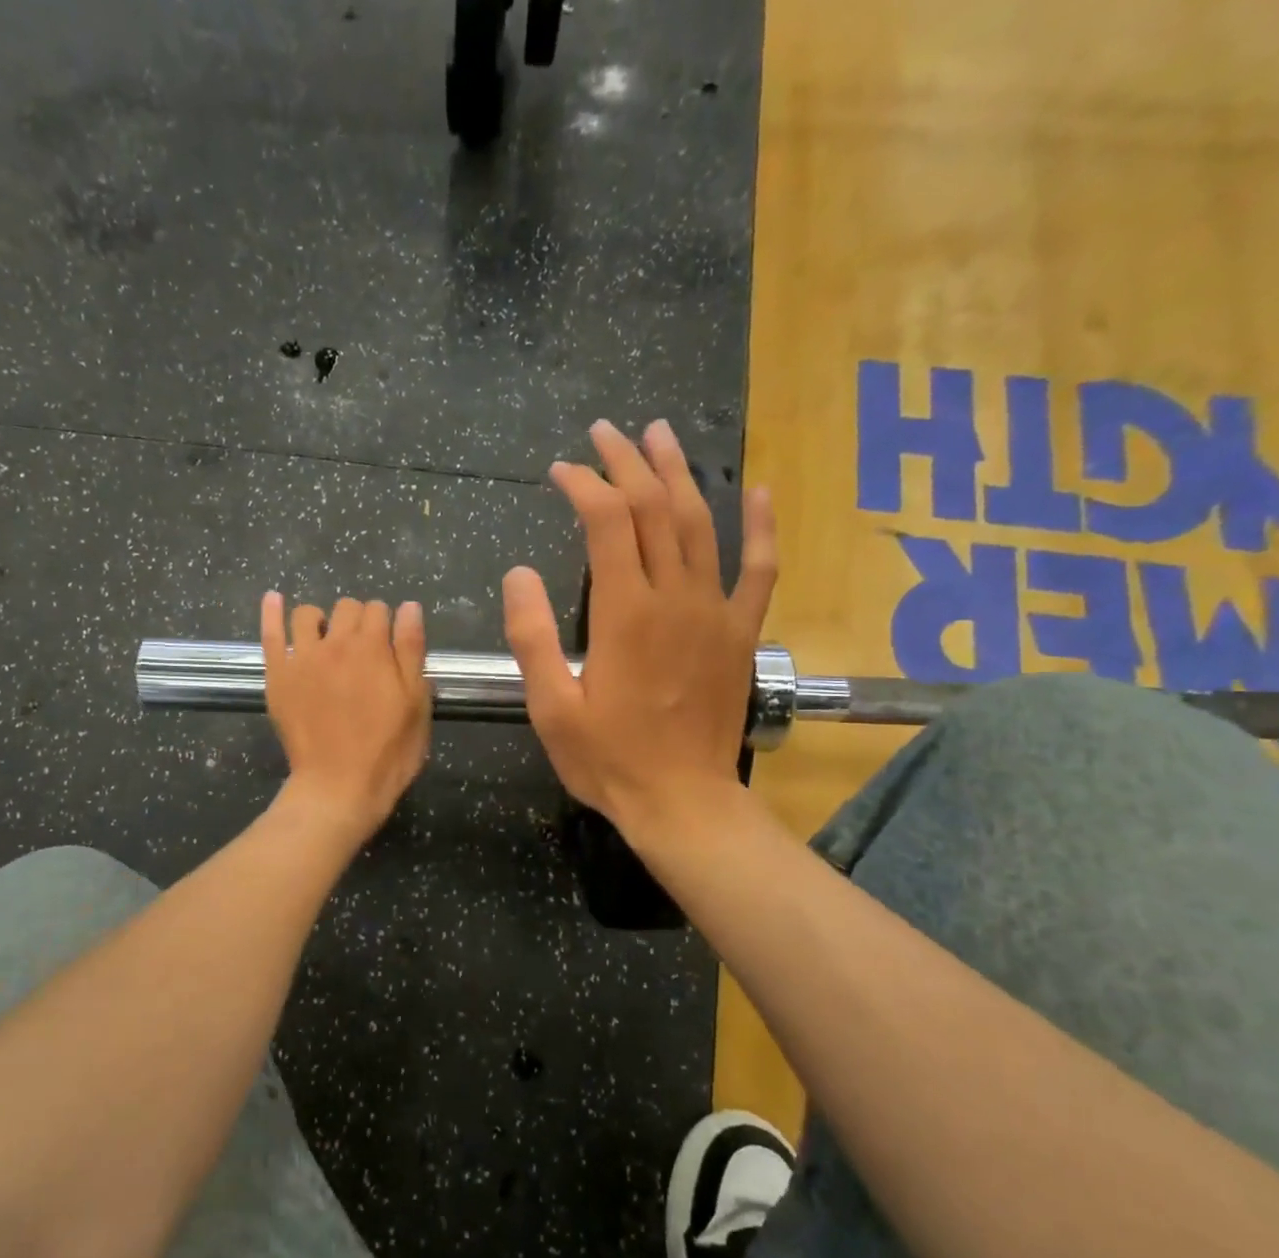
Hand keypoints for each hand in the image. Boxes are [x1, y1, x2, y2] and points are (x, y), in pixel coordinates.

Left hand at [261, 593, 431, 842]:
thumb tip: (408, 607)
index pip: (380, 610)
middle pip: (347, 608)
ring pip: (308, 614)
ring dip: (322, 620)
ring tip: (326, 640)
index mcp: (374, 647)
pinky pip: (271, 633)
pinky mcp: (278, 675)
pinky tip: (274, 599)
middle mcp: (336, 642)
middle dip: (358, 620)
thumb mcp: (416, 702)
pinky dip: (272, 612)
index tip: (389, 648)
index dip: (387, 625)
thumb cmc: (388, 751)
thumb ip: (412, 650)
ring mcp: (302, 657)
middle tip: (363, 651)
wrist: (339, 786)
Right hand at [501, 418, 775, 836]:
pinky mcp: (741, 633)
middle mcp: (676, 598)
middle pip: (656, 508)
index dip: (583, 485)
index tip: (559, 471)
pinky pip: (760, 569)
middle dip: (628, 463)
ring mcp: (716, 612)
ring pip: (702, 523)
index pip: (608, 522)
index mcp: (625, 613)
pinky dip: (759, 528)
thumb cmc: (609, 760)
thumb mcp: (552, 707)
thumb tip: (519, 573)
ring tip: (660, 436)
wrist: (682, 801)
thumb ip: (532, 637)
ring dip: (680, 474)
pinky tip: (756, 493)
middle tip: (605, 433)